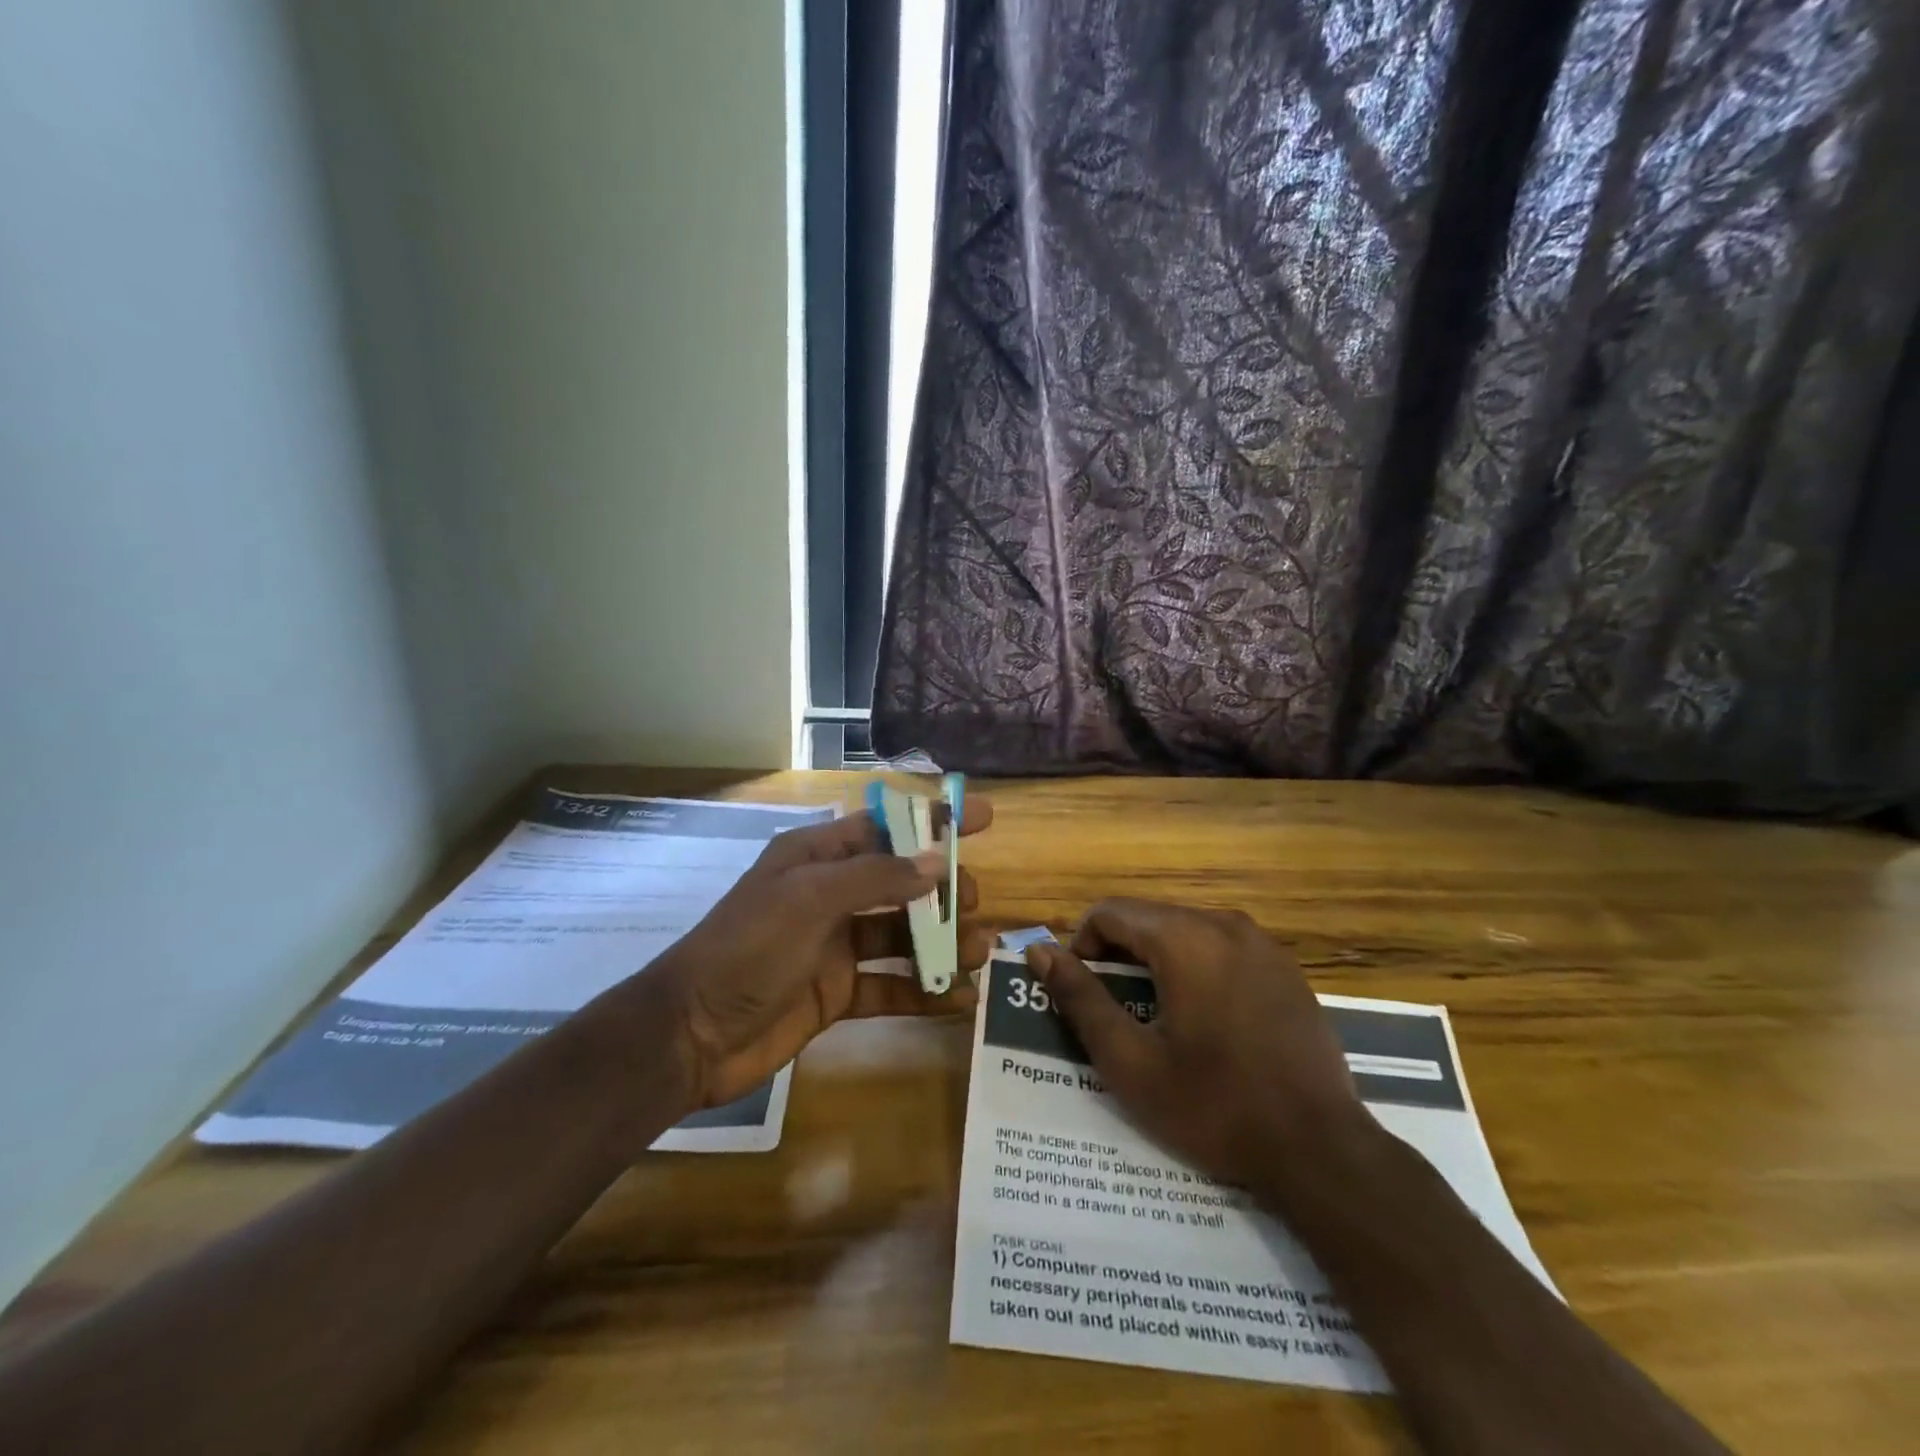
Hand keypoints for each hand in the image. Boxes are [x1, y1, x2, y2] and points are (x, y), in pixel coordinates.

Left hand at [654, 797, 993, 1108]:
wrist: (691, 1035)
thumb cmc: (747, 948)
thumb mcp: (809, 899)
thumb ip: (876, 877)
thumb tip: (937, 863)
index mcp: (817, 857)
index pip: (885, 826)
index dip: (933, 820)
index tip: (983, 819)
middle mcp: (831, 895)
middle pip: (901, 881)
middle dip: (942, 887)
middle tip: (973, 903)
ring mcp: (835, 946)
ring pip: (902, 934)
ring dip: (941, 941)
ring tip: (978, 951)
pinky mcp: (838, 993)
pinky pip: (891, 985)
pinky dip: (924, 991)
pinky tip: (959, 998)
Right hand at [1026, 899, 1366, 1189]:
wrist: (1320, 1150)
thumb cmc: (1214, 1106)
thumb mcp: (1130, 1060)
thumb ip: (1080, 998)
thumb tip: (1039, 952)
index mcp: (1184, 938)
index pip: (1110, 913)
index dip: (1082, 947)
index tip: (1084, 995)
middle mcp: (1224, 924)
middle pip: (1148, 918)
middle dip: (1120, 954)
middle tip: (1115, 1011)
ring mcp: (1261, 943)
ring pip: (1185, 930)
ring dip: (1157, 961)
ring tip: (1157, 1017)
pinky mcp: (1285, 968)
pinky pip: (1222, 948)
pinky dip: (1197, 968)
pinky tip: (1206, 1021)